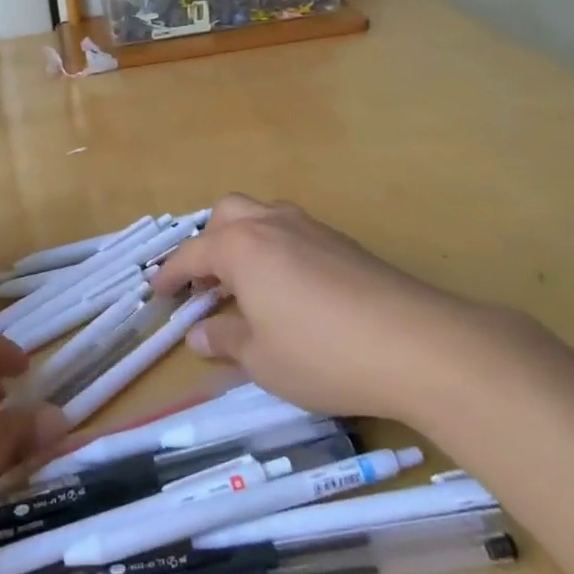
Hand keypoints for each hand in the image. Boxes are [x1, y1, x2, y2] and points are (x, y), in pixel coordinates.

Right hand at [151, 194, 499, 419]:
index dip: (170, 274)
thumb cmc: (322, 354)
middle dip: (208, 242)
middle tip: (205, 282)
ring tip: (245, 284)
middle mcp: (272, 225)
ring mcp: (312, 229)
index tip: (156, 290)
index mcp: (241, 247)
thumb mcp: (262, 359)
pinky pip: (294, 233)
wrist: (418, 344)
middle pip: (227, 214)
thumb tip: (199, 334)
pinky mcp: (345, 243)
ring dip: (244, 241)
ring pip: (263, 217)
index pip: (192, 254)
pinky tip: (290, 290)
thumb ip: (225, 340)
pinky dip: (276, 250)